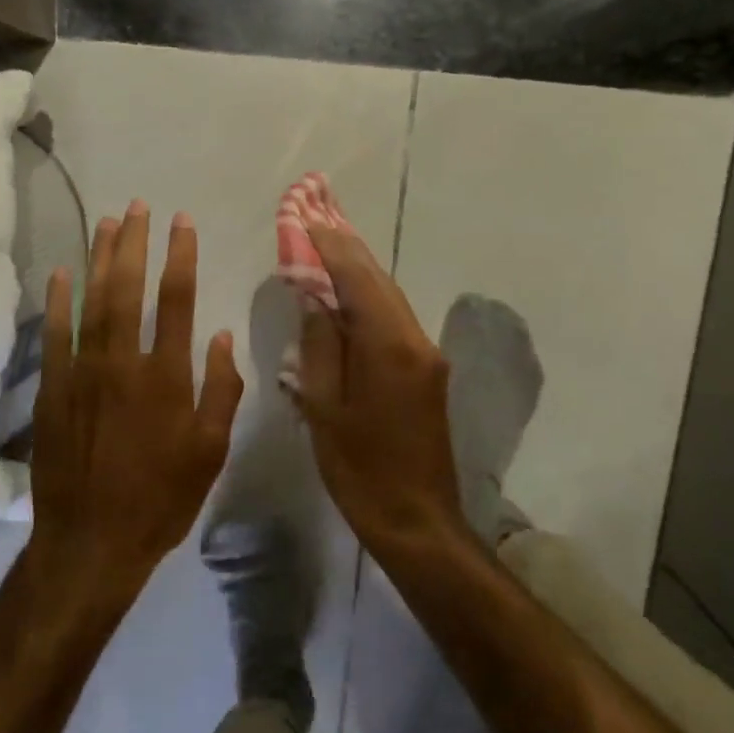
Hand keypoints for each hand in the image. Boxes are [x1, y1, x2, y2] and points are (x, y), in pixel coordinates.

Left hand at [31, 201, 244, 601]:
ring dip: (99, 260)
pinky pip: (55, 336)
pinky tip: (62, 273)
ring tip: (107, 223)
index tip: (181, 223)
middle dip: (134, 244)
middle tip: (138, 206)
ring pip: (92, 303)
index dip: (180, 257)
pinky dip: (58, 302)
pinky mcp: (53, 390)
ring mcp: (83, 374)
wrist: (92, 542)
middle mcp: (124, 364)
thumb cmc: (162, 499)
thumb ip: (221, 391)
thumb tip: (221, 337)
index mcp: (167, 377)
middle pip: (129, 290)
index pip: (177, 301)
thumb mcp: (210, 452)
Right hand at [294, 225, 466, 546]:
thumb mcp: (326, 409)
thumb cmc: (361, 470)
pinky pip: (393, 319)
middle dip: (346, 245)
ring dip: (358, 268)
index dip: (329, 245)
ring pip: (388, 296)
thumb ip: (320, 346)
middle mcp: (415, 339)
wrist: (418, 520)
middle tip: (317, 212)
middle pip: (378, 279)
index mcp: (389, 346)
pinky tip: (346, 291)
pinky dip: (368, 297)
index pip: (357, 277)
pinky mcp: (427, 371)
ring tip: (327, 240)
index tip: (305, 216)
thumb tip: (315, 297)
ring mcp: (427, 354)